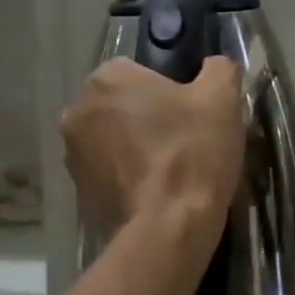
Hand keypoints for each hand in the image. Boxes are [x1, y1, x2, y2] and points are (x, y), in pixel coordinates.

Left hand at [61, 57, 244, 246]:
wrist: (167, 228)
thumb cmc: (192, 153)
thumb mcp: (222, 98)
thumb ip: (218, 69)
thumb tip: (214, 67)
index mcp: (107, 78)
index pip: (139, 72)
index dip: (169, 91)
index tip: (191, 114)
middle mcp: (78, 110)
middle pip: (122, 106)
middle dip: (147, 118)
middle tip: (184, 142)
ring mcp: (72, 154)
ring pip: (113, 140)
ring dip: (135, 148)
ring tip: (171, 172)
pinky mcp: (77, 191)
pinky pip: (108, 173)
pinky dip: (127, 178)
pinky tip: (155, 194)